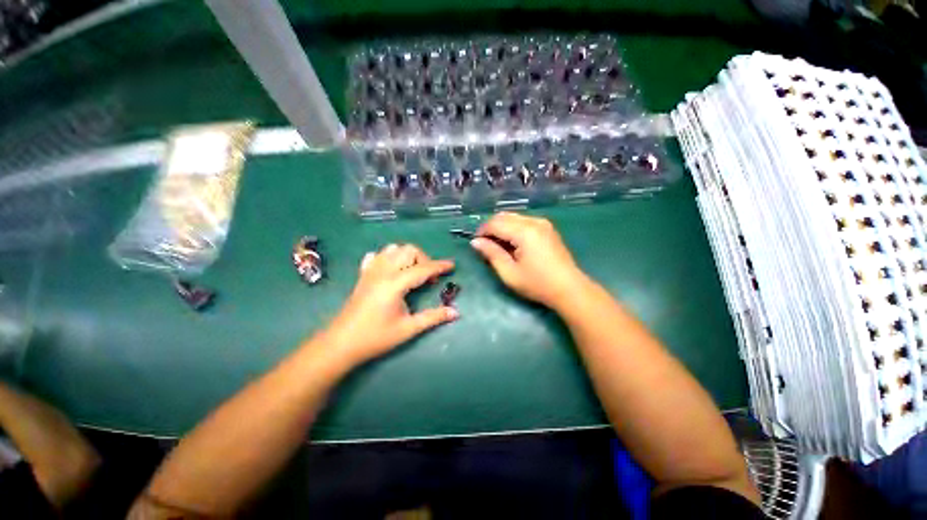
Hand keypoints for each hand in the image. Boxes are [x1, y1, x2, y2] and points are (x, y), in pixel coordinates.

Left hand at [322, 244, 457, 365]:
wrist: (341, 343)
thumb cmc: (376, 337)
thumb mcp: (408, 329)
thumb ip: (433, 317)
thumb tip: (455, 312)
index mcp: (395, 284)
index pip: (423, 268)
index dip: (440, 266)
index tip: (452, 265)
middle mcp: (383, 272)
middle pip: (408, 250)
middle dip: (424, 259)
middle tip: (428, 278)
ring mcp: (371, 271)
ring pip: (393, 249)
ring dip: (407, 256)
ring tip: (412, 272)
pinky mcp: (363, 275)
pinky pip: (377, 256)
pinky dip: (388, 257)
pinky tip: (392, 270)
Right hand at [471, 212, 587, 307]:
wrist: (569, 289)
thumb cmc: (537, 284)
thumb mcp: (509, 273)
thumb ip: (491, 254)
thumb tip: (475, 242)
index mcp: (524, 231)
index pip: (495, 223)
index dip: (482, 231)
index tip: (475, 244)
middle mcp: (534, 221)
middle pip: (504, 216)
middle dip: (491, 228)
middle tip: (485, 245)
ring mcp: (543, 223)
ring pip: (513, 217)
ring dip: (502, 227)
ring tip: (498, 246)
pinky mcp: (547, 228)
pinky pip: (524, 221)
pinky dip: (513, 228)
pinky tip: (512, 243)